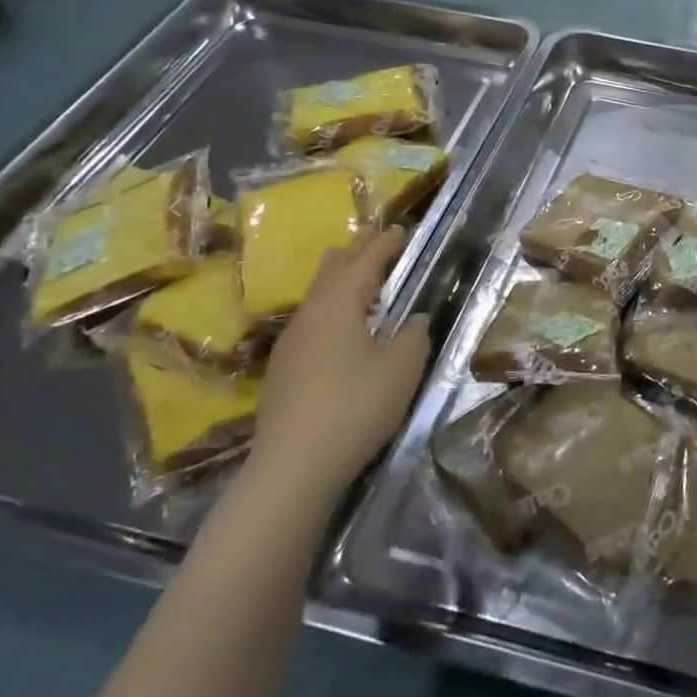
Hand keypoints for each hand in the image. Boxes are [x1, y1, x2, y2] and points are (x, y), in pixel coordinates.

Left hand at [246, 227, 430, 505]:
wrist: (293, 467)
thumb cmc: (355, 407)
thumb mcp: (402, 368)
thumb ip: (413, 335)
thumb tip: (412, 320)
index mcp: (338, 305)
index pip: (364, 261)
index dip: (385, 244)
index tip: (401, 230)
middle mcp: (309, 314)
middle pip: (332, 270)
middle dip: (357, 252)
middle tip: (379, 240)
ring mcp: (291, 343)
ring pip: (317, 295)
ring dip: (341, 279)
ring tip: (361, 277)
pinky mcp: (283, 369)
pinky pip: (311, 319)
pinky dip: (332, 306)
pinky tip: (342, 326)